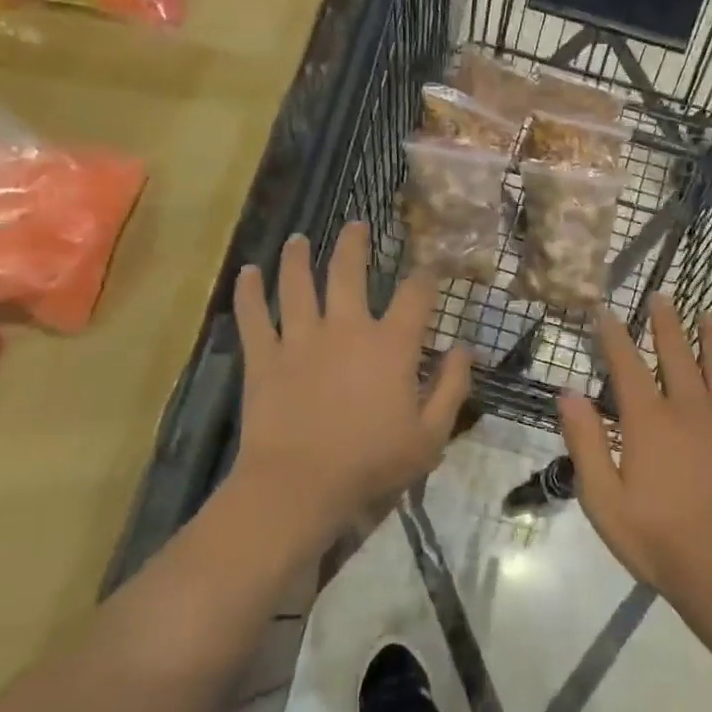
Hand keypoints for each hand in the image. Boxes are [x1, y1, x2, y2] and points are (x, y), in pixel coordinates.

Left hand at [227, 223, 471, 551]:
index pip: (415, 295)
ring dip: (298, 258)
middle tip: (357, 225)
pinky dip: (249, 293)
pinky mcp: (265, 358)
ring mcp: (301, 339)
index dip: (426, 276)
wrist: (300, 486)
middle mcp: (346, 328)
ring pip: (297, 284)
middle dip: (355, 244)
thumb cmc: (371, 463)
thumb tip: (464, 349)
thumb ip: (452, 388)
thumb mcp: (430, 435)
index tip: (430, 266)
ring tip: (299, 239)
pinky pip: (254, 317)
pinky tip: (247, 273)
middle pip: (348, 272)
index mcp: (390, 344)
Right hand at [559, 294, 711, 623]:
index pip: (627, 364)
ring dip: (710, 336)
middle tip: (661, 296)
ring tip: (706, 314)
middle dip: (665, 322)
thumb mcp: (604, 500)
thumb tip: (568, 394)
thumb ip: (586, 443)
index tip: (606, 310)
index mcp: (650, 421)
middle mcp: (690, 408)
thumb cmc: (659, 539)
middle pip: (677, 352)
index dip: (614, 335)